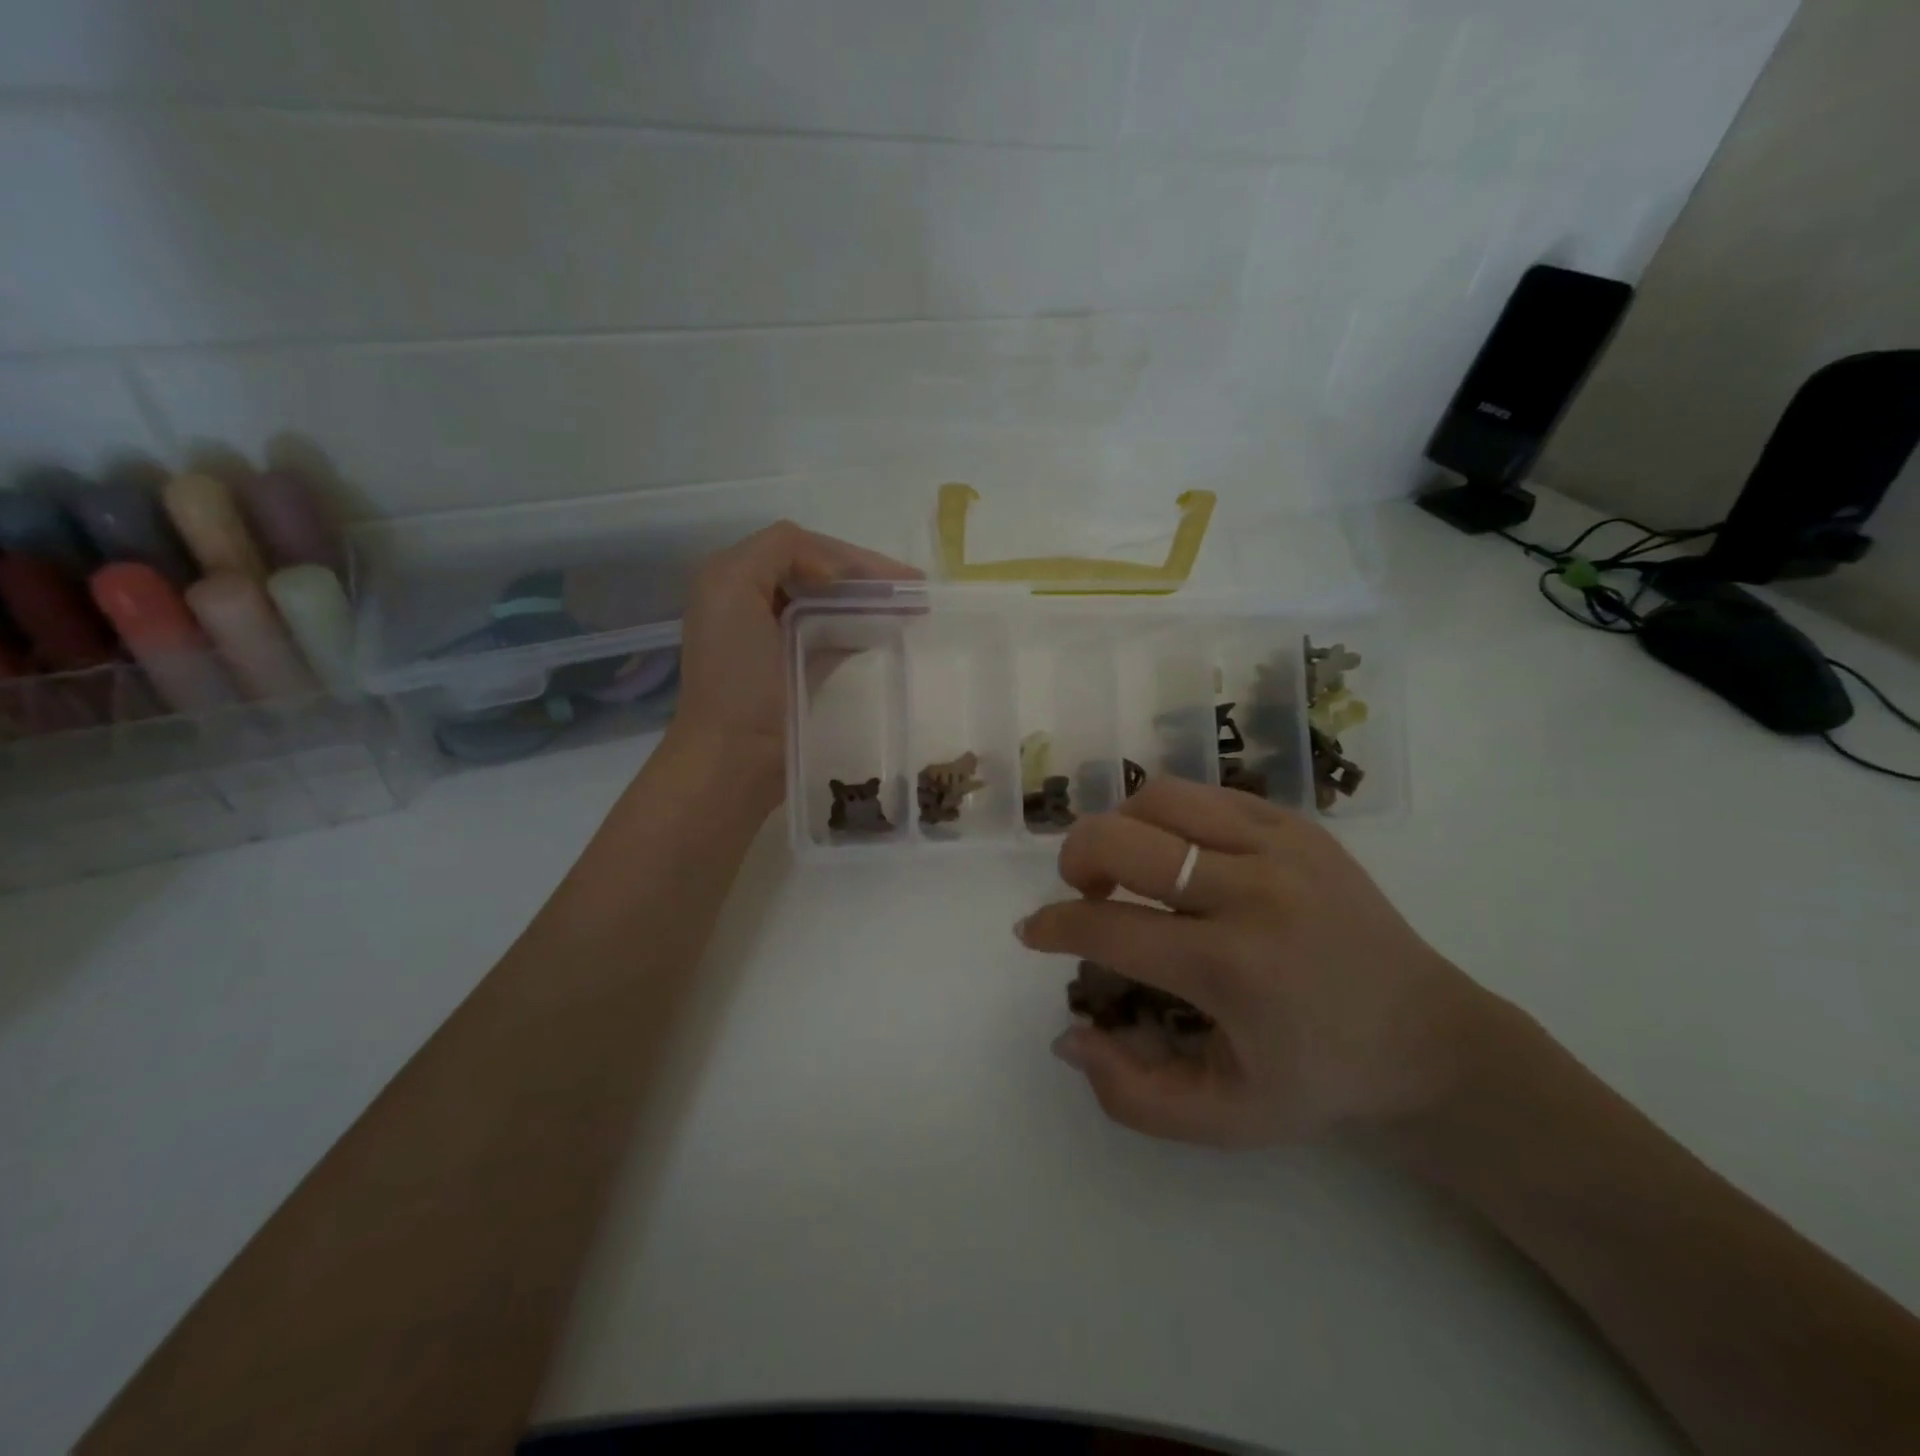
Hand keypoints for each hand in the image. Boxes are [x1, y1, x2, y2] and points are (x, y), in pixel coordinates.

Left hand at [671, 521, 915, 776]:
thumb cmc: (735, 677)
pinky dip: (858, 629)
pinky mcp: (792, 672)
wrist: (733, 758)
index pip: (801, 547)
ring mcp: (772, 639)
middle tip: (915, 592)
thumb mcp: (734, 588)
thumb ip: (779, 551)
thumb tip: (837, 574)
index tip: (899, 580)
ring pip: (829, 603)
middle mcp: (751, 602)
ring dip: (868, 601)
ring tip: (909, 610)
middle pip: (819, 573)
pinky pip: (831, 635)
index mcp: (734, 578)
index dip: (851, 557)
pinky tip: (885, 634)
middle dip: (867, 578)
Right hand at [1016, 777, 1493, 1145]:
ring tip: (1127, 864)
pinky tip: (1178, 854)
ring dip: (1121, 827)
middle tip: (1081, 890)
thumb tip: (1068, 1034)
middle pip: (1123, 839)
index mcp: (1232, 969)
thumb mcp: (1221, 1119)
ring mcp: (1280, 846)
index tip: (1033, 932)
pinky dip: (1169, 817)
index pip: (1108, 928)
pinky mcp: (1299, 825)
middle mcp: (1252, 892)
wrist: (1426, 1037)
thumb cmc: (1318, 1081)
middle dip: (1076, 859)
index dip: (1055, 927)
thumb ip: (1129, 1092)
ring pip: (1160, 799)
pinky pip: (1206, 796)